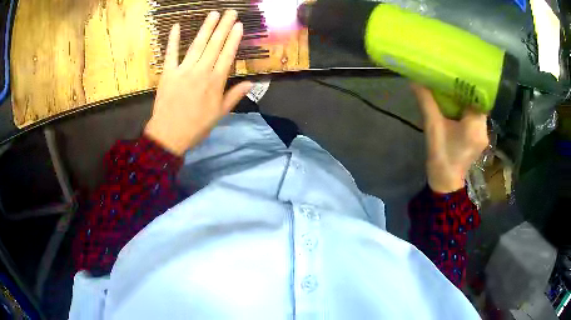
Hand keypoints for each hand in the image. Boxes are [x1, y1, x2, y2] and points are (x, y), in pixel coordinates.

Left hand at [144, 11, 252, 155]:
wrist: (169, 135)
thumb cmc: (196, 126)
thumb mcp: (220, 113)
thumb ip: (235, 95)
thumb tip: (252, 82)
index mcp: (215, 81)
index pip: (227, 55)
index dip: (234, 38)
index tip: (239, 25)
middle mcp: (201, 71)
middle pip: (214, 45)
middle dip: (224, 26)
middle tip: (230, 12)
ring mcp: (183, 70)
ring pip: (197, 45)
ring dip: (206, 28)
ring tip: (214, 14)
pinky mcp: (168, 73)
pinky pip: (171, 54)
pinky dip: (173, 40)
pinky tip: (176, 26)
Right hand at [412, 84, 488, 192]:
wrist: (445, 182)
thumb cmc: (440, 156)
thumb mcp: (432, 127)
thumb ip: (426, 102)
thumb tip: (416, 80)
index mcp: (475, 126)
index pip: (478, 97)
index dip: (469, 83)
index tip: (458, 72)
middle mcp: (484, 129)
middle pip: (479, 102)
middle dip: (467, 90)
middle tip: (454, 77)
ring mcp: (484, 135)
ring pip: (478, 109)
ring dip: (467, 99)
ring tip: (454, 88)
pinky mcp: (480, 138)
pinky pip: (476, 117)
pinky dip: (468, 109)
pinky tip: (457, 104)